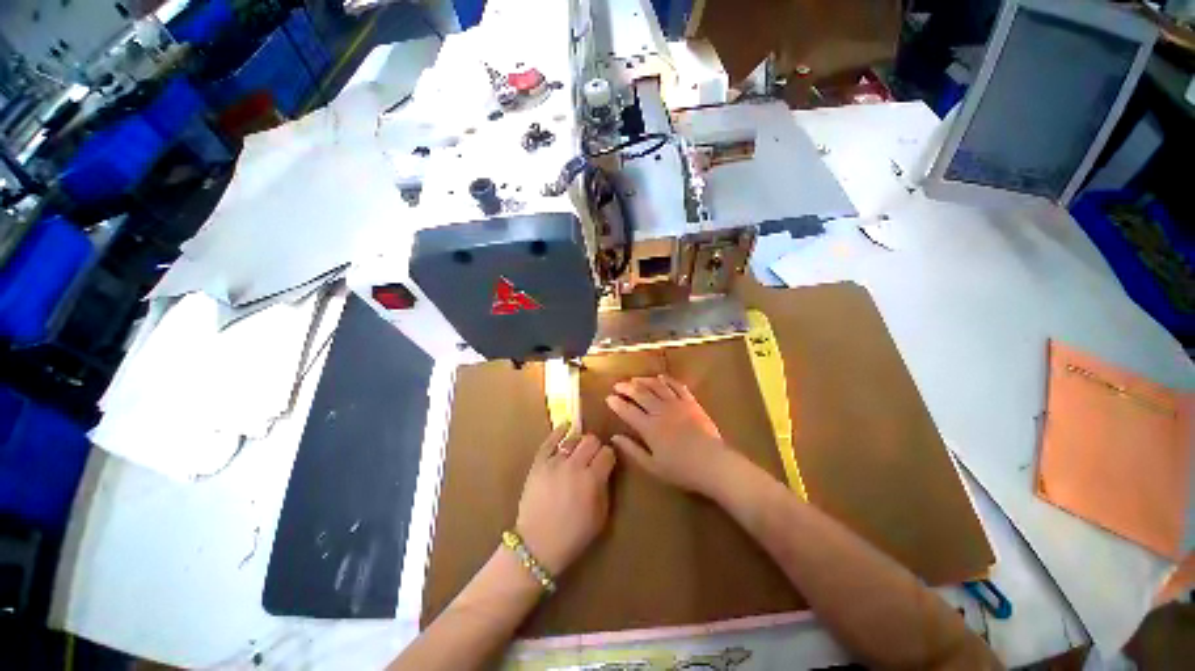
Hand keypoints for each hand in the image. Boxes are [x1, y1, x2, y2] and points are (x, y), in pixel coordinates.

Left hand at [515, 424, 615, 575]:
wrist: (537, 545)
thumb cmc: (573, 535)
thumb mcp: (601, 516)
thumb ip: (606, 487)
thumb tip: (606, 468)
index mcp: (592, 480)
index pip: (607, 453)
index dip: (609, 457)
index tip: (607, 462)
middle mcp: (575, 465)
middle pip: (591, 440)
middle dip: (595, 447)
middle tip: (593, 457)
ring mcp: (555, 462)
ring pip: (573, 438)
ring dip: (579, 443)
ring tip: (578, 451)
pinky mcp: (539, 462)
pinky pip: (550, 440)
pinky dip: (559, 431)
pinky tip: (566, 426)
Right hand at [605, 375, 733, 494]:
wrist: (713, 463)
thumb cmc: (681, 469)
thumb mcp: (652, 466)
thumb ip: (632, 450)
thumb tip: (615, 437)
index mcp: (649, 427)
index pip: (628, 411)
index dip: (616, 403)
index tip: (609, 397)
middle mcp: (660, 411)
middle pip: (640, 394)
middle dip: (626, 387)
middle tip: (618, 384)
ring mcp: (676, 404)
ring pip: (656, 386)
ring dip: (644, 381)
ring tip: (635, 379)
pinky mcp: (691, 402)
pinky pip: (677, 386)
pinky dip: (667, 380)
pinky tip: (660, 377)